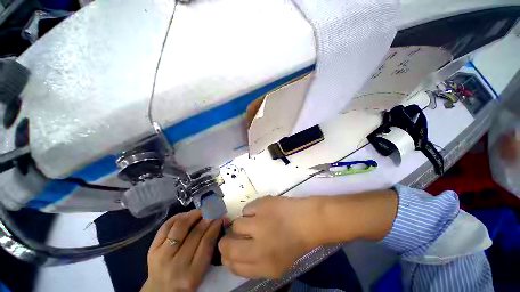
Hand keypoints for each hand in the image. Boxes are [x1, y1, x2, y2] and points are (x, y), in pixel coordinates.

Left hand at [141, 210, 220, 291]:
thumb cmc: (186, 282)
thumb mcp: (201, 271)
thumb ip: (209, 248)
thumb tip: (217, 223)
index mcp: (192, 274)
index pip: (206, 243)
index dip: (215, 227)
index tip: (220, 217)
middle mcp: (176, 264)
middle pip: (194, 234)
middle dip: (206, 218)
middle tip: (213, 211)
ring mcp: (161, 256)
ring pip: (180, 227)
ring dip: (192, 215)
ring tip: (200, 211)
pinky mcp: (152, 249)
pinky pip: (165, 227)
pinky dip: (176, 218)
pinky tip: (185, 215)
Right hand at [218, 196, 318, 278]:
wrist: (308, 220)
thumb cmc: (295, 243)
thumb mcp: (277, 265)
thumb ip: (254, 265)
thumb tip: (233, 256)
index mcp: (264, 266)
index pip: (233, 266)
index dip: (227, 258)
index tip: (229, 251)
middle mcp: (258, 248)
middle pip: (226, 246)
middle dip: (226, 242)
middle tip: (234, 236)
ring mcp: (259, 223)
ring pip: (236, 224)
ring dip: (243, 224)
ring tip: (256, 221)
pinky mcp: (262, 205)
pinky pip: (246, 209)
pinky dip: (252, 211)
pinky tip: (263, 211)